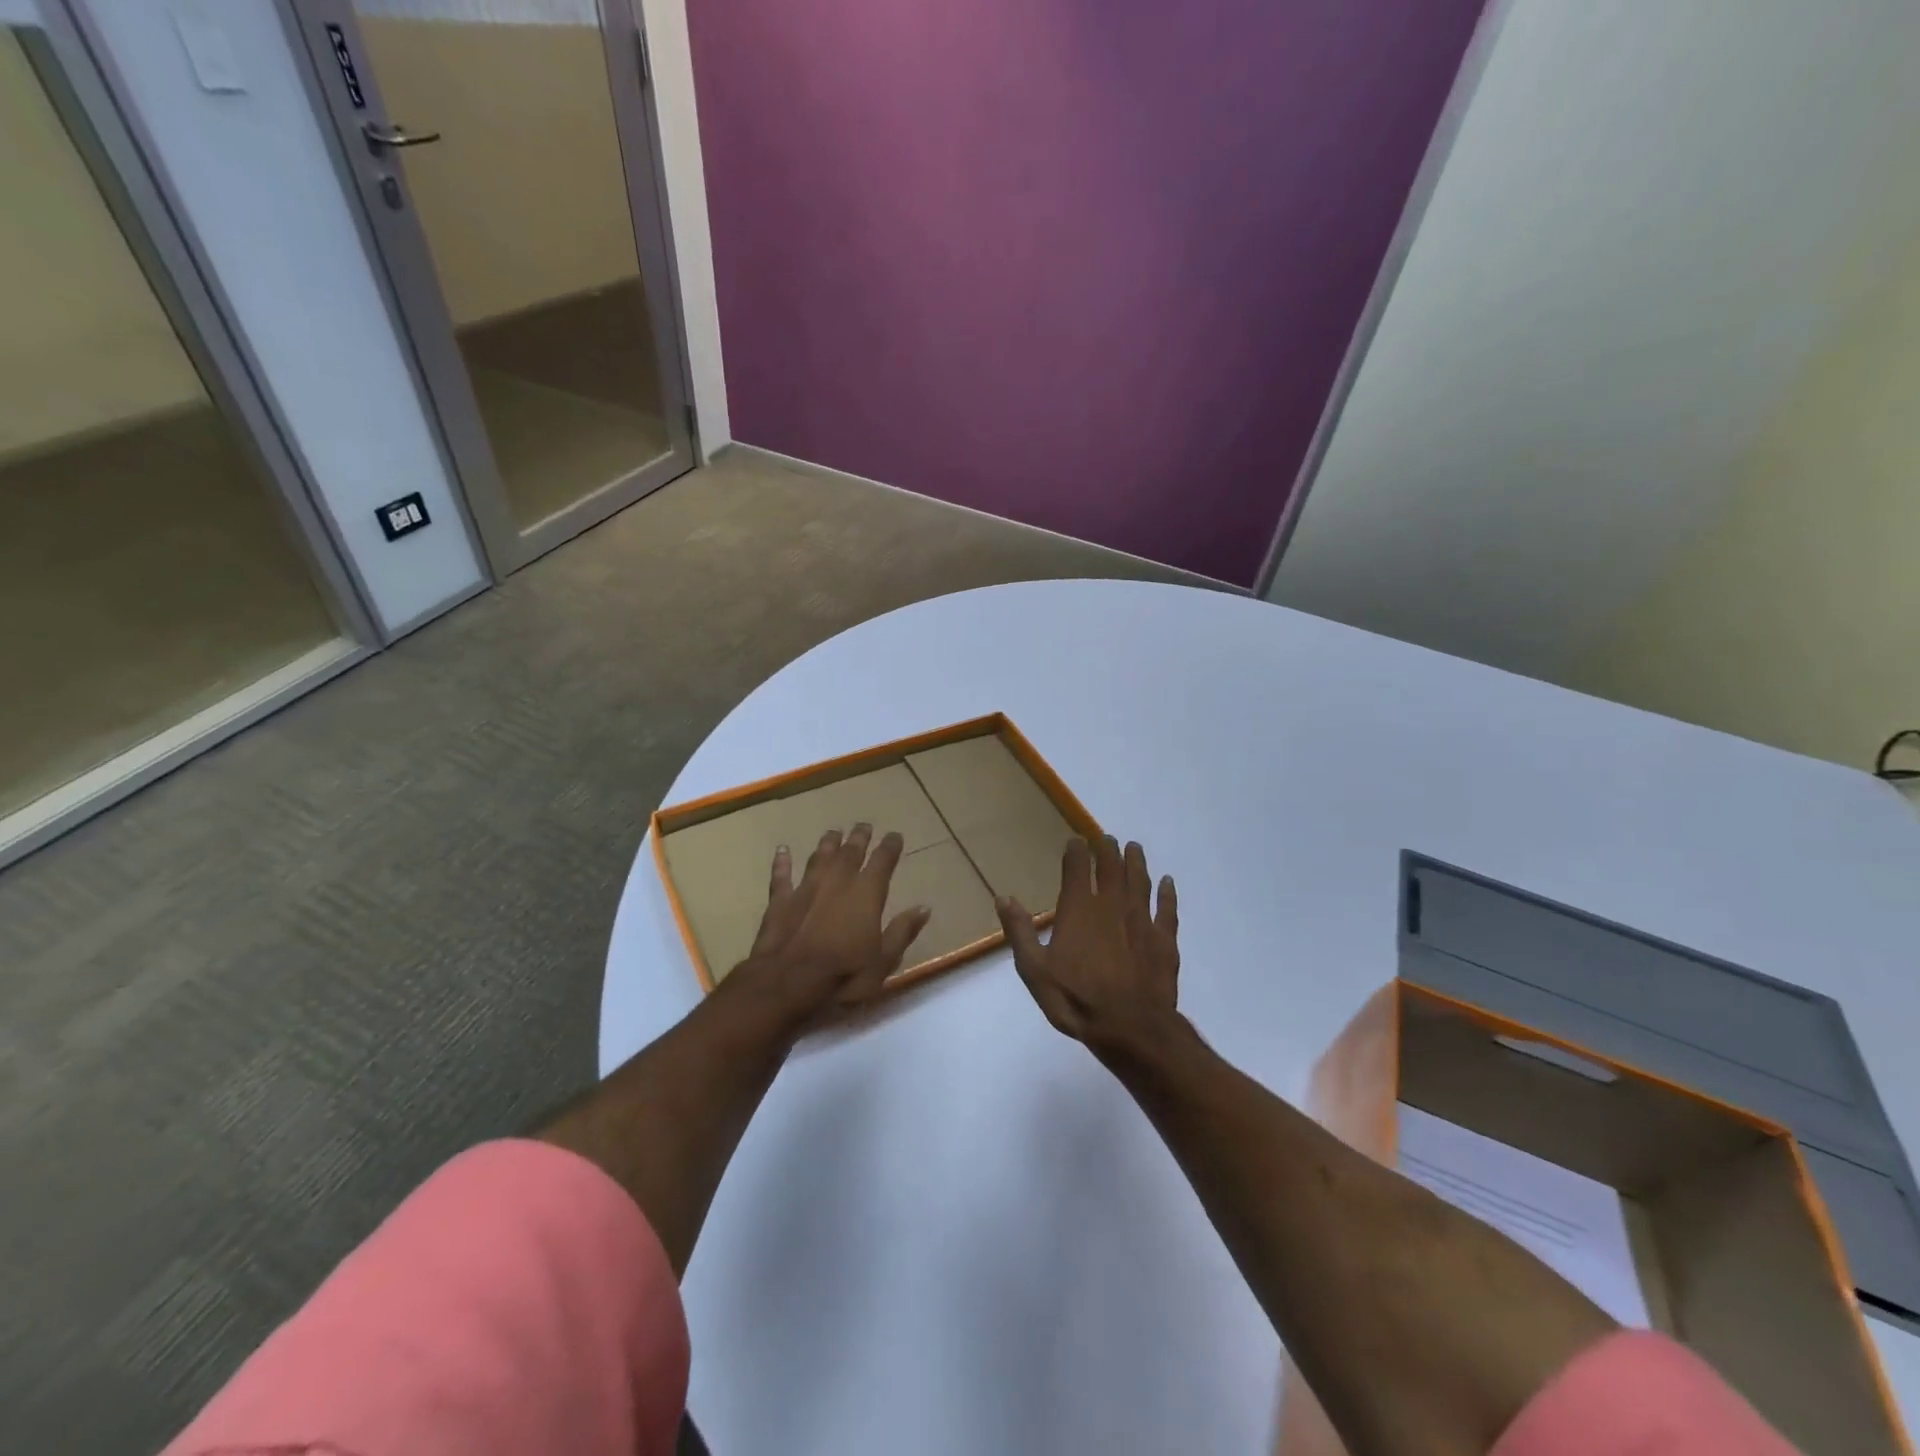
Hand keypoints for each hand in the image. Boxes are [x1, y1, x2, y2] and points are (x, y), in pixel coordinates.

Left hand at [729, 823, 931, 1024]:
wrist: (787, 984)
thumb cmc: (843, 976)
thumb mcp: (883, 961)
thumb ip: (903, 931)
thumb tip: (924, 907)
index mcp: (866, 894)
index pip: (882, 862)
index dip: (890, 847)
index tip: (895, 835)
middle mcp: (837, 882)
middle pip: (850, 853)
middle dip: (859, 838)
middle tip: (864, 825)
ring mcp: (806, 889)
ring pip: (819, 858)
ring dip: (827, 844)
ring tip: (833, 832)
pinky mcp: (780, 902)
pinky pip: (782, 876)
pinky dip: (782, 862)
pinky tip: (782, 850)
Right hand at [996, 835, 1179, 1059]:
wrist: (1130, 1028)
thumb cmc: (1076, 999)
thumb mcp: (1035, 969)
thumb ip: (1020, 931)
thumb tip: (1003, 898)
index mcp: (1079, 909)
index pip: (1077, 868)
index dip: (1076, 851)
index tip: (1076, 840)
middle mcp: (1112, 905)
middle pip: (1112, 868)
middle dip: (1108, 850)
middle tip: (1107, 839)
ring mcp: (1141, 921)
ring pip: (1140, 882)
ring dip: (1136, 862)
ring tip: (1134, 847)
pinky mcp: (1164, 940)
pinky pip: (1167, 909)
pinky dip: (1167, 893)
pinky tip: (1168, 883)